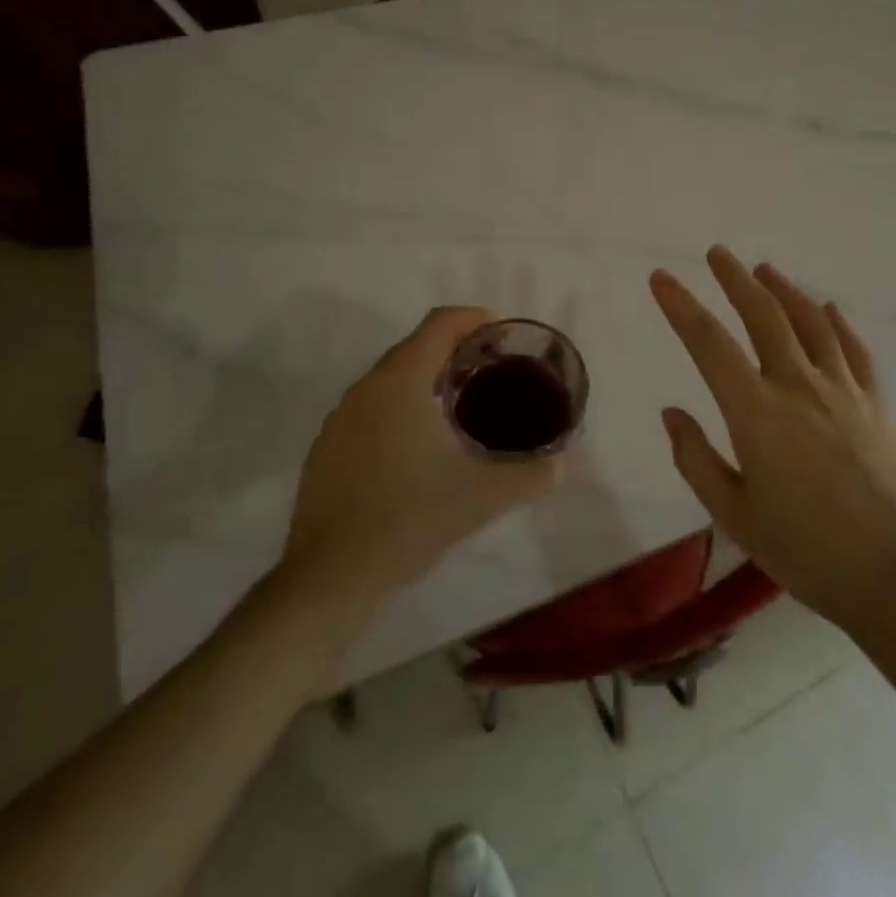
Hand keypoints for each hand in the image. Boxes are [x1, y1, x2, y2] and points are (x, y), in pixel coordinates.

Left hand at [283, 306, 562, 604]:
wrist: (331, 577)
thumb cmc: (410, 520)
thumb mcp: (482, 497)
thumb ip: (532, 475)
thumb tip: (569, 463)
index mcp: (401, 381)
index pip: (440, 323)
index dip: (474, 319)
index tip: (501, 336)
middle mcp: (366, 387)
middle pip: (415, 347)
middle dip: (454, 350)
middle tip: (491, 373)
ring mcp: (340, 418)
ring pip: (390, 379)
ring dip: (425, 380)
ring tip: (460, 408)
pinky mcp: (326, 448)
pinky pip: (370, 408)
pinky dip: (399, 408)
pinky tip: (418, 448)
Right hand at [650, 247, 895, 637]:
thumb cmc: (807, 551)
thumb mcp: (735, 515)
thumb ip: (697, 460)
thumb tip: (671, 413)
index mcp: (756, 412)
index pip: (709, 344)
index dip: (681, 306)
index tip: (661, 278)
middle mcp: (798, 387)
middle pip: (763, 316)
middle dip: (735, 280)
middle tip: (717, 253)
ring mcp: (842, 392)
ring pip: (810, 324)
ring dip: (784, 291)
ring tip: (765, 269)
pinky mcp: (875, 406)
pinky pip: (854, 351)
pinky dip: (838, 324)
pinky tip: (829, 309)